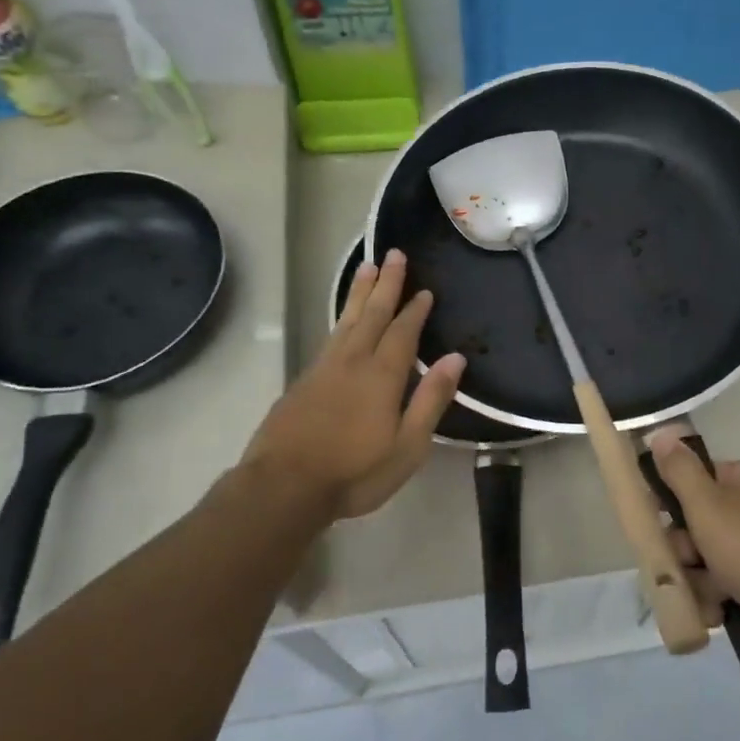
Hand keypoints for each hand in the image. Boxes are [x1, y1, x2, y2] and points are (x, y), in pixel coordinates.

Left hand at [246, 249, 464, 521]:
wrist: (284, 486)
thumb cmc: (355, 472)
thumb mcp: (408, 445)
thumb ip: (431, 399)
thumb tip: (455, 359)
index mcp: (382, 376)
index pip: (403, 332)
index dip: (415, 310)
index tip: (425, 289)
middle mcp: (353, 361)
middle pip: (373, 315)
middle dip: (386, 284)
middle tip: (394, 254)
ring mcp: (324, 369)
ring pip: (347, 320)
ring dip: (360, 293)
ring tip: (367, 267)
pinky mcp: (304, 381)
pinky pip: (330, 336)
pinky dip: (342, 318)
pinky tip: (344, 319)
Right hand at [648, 431, 739, 681]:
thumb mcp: (707, 504)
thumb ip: (679, 470)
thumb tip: (660, 431)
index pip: (695, 479)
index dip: (672, 499)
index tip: (656, 518)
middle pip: (694, 523)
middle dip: (683, 549)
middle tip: (686, 561)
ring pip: (702, 560)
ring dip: (696, 580)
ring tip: (708, 594)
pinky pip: (719, 588)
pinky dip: (713, 601)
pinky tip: (717, 613)